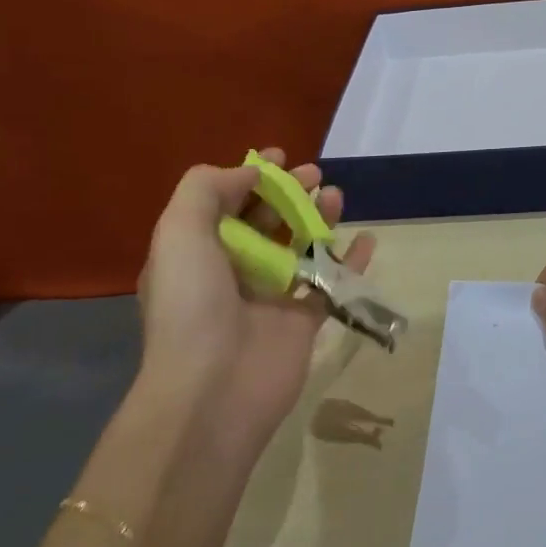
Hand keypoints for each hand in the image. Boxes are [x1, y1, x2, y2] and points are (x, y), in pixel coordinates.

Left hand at [135, 148, 375, 461]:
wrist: (214, 389)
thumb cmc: (192, 304)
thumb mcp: (178, 232)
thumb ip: (206, 189)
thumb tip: (250, 173)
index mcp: (197, 252)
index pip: (225, 203)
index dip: (251, 176)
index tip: (280, 157)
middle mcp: (232, 271)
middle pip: (266, 221)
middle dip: (288, 193)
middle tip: (314, 175)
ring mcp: (270, 297)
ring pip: (300, 247)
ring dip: (319, 218)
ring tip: (337, 197)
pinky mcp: (303, 321)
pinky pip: (331, 282)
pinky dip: (350, 261)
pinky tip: (367, 239)